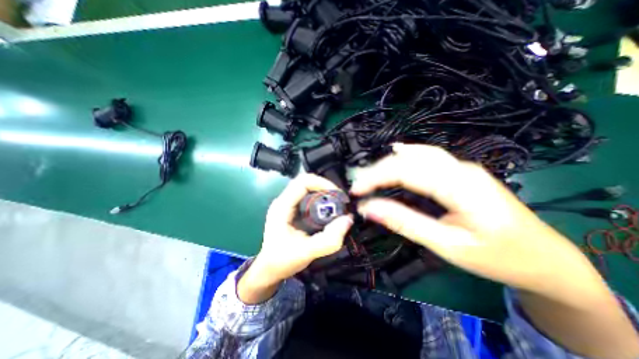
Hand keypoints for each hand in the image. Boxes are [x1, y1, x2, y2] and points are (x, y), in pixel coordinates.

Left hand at [238, 173, 351, 302]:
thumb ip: (329, 239)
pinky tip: (329, 212)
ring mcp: (288, 205)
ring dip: (324, 194)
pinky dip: (321, 201)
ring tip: (337, 206)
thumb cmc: (282, 261)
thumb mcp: (307, 252)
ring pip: (309, 189)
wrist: (269, 270)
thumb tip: (348, 219)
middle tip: (340, 201)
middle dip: (326, 188)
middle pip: (306, 183)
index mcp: (282, 206)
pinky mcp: (293, 210)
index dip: (322, 183)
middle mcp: (284, 201)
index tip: (337, 195)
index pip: (302, 182)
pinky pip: (309, 198)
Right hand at [352, 144, 605, 304]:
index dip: (375, 178)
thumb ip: (405, 223)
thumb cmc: (497, 257)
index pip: (406, 171)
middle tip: (358, 184)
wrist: (545, 258)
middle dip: (378, 169)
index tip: (355, 191)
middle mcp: (461, 168)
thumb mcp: (447, 245)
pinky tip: (396, 154)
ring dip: (389, 162)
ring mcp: (463, 167)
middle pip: (410, 158)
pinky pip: (428, 157)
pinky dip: (406, 156)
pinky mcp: (462, 172)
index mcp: (461, 186)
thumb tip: (369, 209)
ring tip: (369, 174)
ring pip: (418, 154)